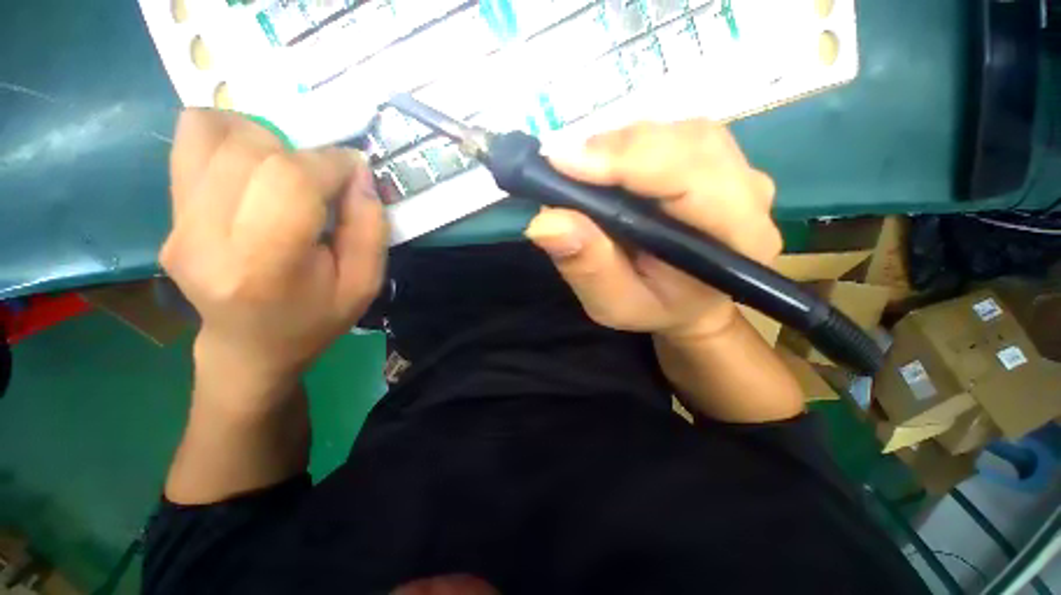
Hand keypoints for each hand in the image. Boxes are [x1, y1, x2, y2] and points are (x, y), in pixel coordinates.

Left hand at [160, 110, 386, 404]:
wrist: (249, 346)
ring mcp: (177, 225)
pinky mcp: (168, 215)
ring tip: (285, 169)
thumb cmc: (315, 319)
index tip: (354, 169)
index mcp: (265, 265)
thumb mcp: (364, 283)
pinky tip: (253, 166)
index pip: (290, 180)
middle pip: (249, 150)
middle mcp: (206, 239)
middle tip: (320, 180)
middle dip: (299, 151)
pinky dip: (227, 137)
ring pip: (211, 133)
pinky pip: (189, 143)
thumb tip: (358, 170)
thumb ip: (370, 227)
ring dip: (262, 138)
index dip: (330, 162)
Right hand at [525, 120, 781, 342]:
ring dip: (619, 146)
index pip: (692, 178)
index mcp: (737, 238)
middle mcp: (748, 193)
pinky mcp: (713, 158)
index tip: (562, 163)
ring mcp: (735, 169)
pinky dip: (627, 146)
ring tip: (579, 169)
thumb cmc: (655, 308)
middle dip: (617, 150)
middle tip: (561, 166)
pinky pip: (670, 135)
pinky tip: (603, 166)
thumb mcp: (614, 304)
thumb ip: (587, 267)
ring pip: (677, 132)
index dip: (627, 162)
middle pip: (687, 143)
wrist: (689, 301)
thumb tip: (546, 221)